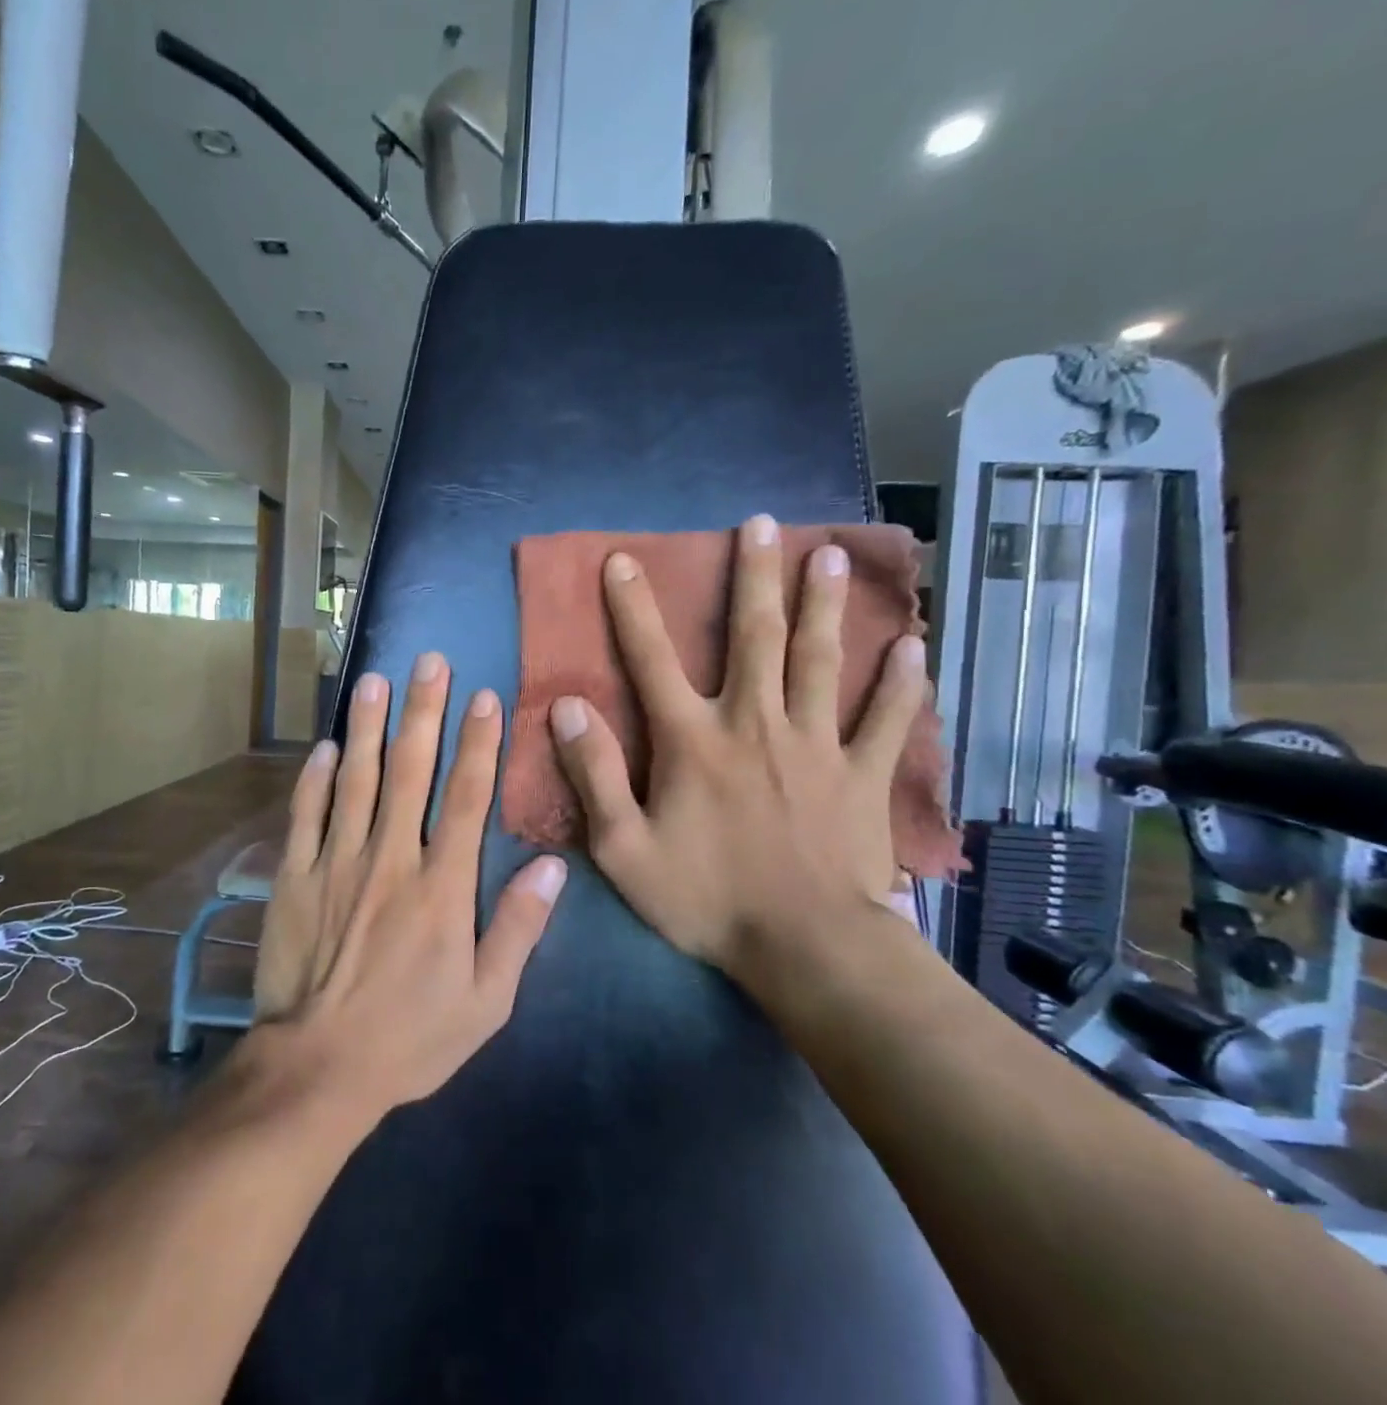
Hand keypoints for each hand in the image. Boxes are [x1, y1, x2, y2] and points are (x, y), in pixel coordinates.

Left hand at [249, 654, 566, 1125]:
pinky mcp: (294, 878)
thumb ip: (519, 929)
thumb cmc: (411, 1037)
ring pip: (355, 780)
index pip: (467, 798)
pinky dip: (315, 778)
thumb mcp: (487, 1001)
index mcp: (441, 886)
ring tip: (375, 680)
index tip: (485, 697)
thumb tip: (554, 866)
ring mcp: (336, 863)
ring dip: (367, 726)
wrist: (318, 1068)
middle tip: (429, 661)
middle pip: (409, 771)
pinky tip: (325, 746)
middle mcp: (390, 859)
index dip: (479, 743)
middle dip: (422, 711)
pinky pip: (305, 816)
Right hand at [547, 515, 924, 986]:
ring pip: (820, 660)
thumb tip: (565, 707)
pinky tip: (911, 649)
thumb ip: (593, 774)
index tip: (623, 560)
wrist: (806, 950)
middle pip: (755, 637)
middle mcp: (755, 724)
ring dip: (823, 605)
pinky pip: (885, 720)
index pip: (652, 660)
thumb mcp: (624, 849)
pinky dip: (898, 684)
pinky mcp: (862, 775)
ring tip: (830, 554)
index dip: (633, 608)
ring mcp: (816, 745)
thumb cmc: (707, 900)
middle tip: (760, 524)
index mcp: (693, 741)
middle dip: (753, 577)